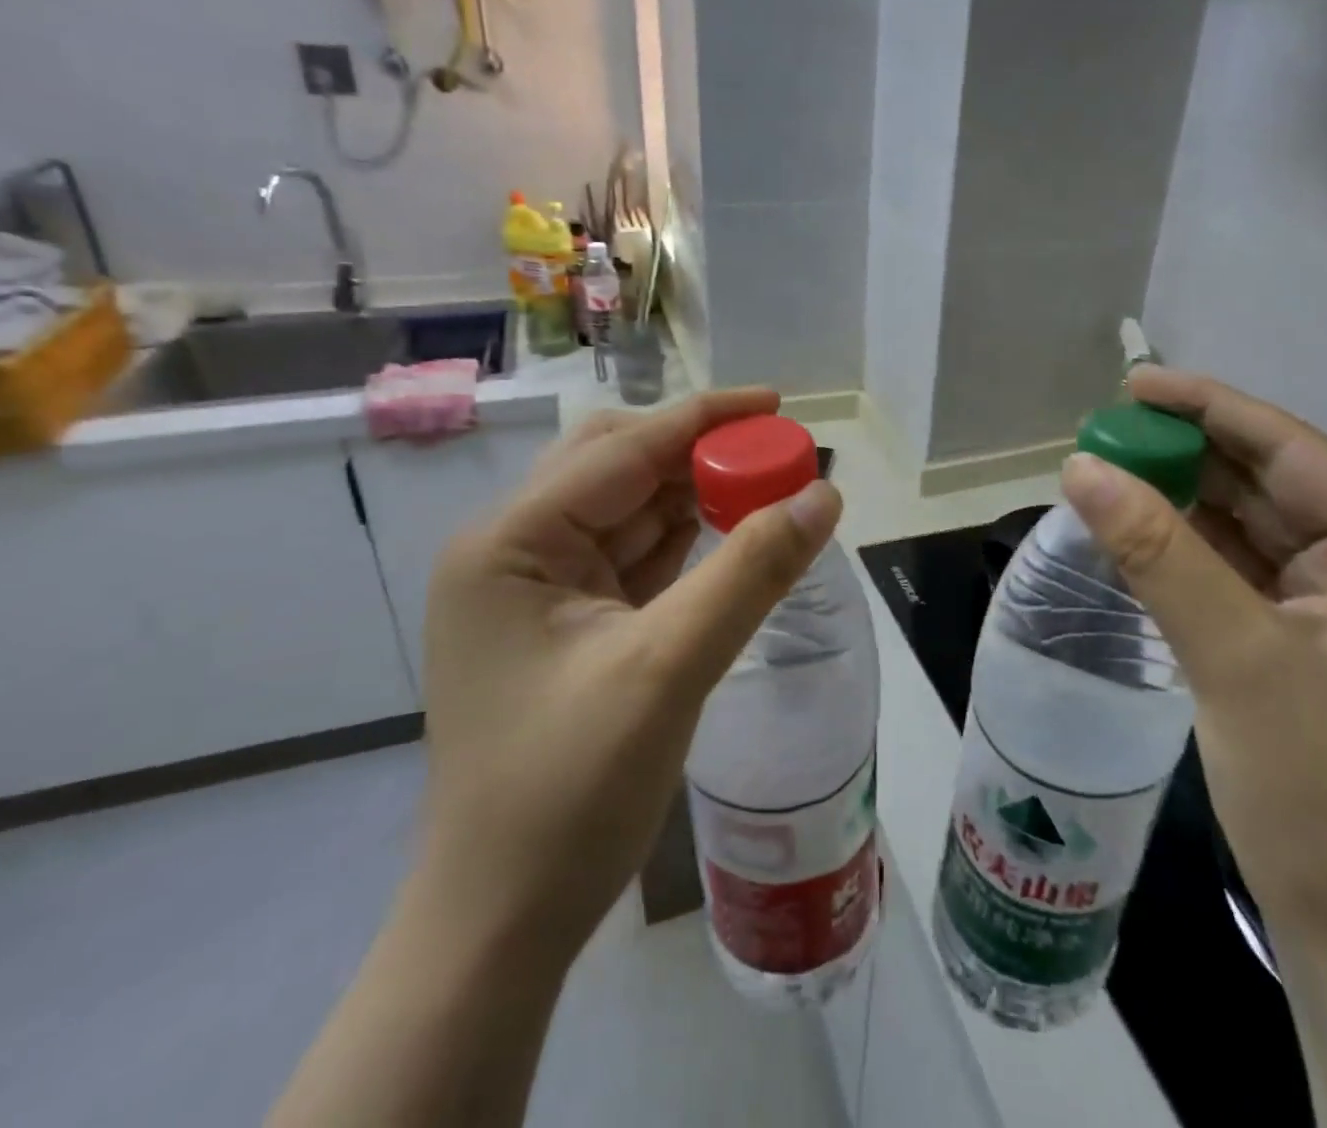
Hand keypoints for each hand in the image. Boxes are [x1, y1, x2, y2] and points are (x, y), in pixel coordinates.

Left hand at [418, 389, 842, 967]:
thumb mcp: (669, 667)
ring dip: (696, 495)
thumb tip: (823, 496)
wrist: (503, 921)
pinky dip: (684, 541)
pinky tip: (731, 534)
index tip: (777, 403)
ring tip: (768, 487)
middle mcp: (515, 549)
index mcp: (511, 542)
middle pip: (619, 468)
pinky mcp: (566, 622)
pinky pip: (633, 557)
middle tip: (776, 457)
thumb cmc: (569, 792)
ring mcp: (538, 588)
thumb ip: (750, 571)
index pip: (622, 450)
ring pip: (630, 511)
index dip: (704, 419)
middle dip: (699, 454)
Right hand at [1060, 367, 1326, 944]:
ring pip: (1243, 521)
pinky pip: (1229, 563)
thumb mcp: (1235, 658)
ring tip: (1106, 468)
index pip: (1294, 451)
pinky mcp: (1292, 633)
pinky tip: (1132, 524)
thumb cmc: (1320, 790)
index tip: (1135, 384)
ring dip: (1177, 494)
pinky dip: (1180, 541)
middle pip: (1265, 481)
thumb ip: (1157, 553)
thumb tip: (1080, 467)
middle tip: (1103, 430)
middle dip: (1186, 452)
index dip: (1211, 409)